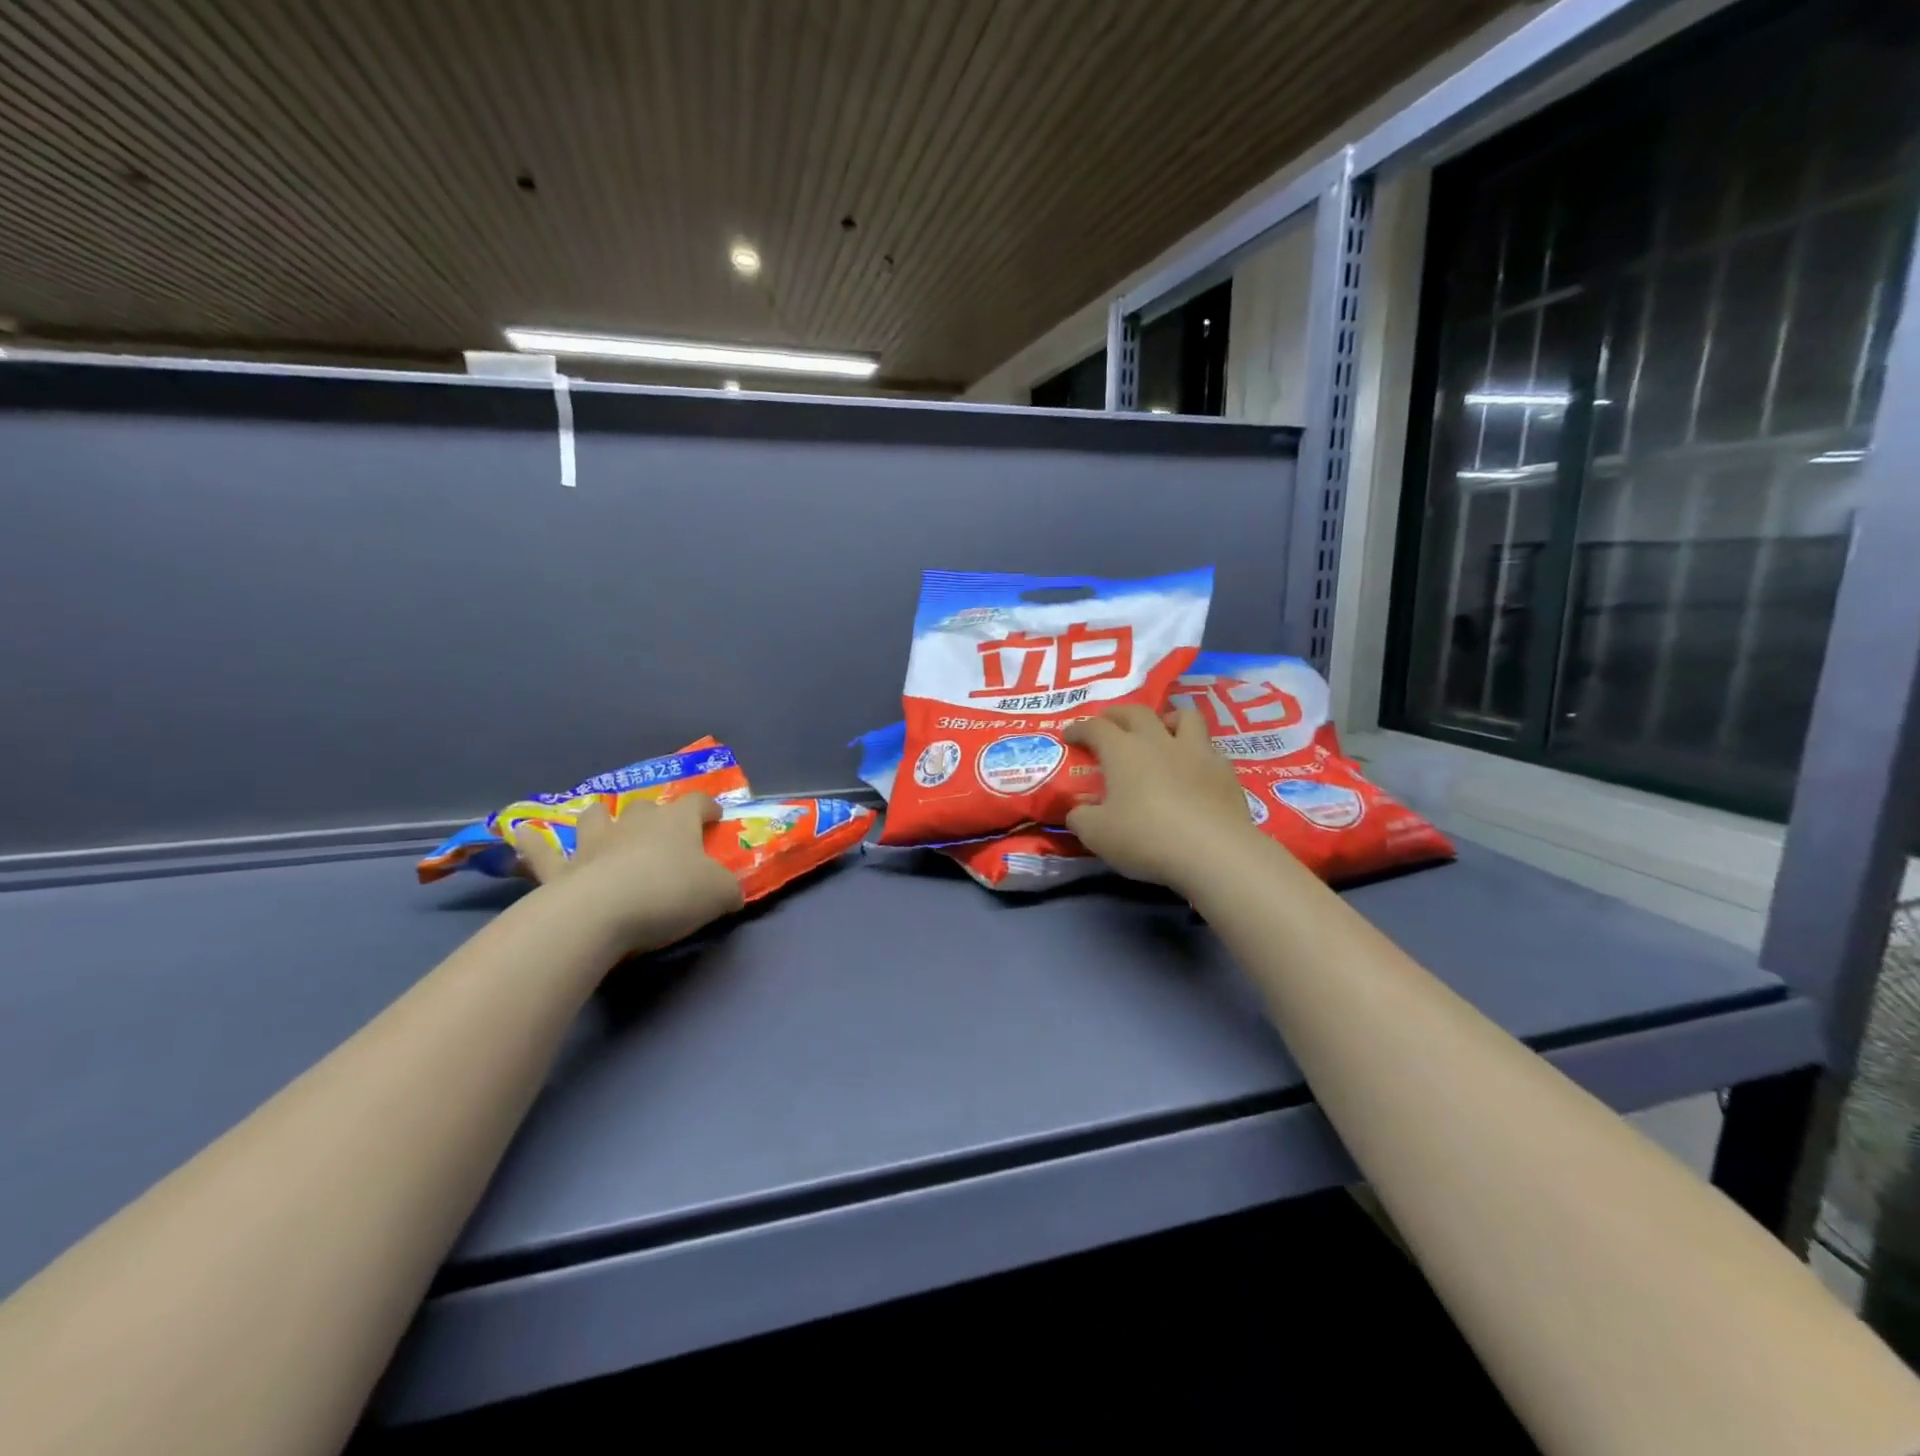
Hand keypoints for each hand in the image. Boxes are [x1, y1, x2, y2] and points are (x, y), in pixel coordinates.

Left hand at [510, 794, 744, 953]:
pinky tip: (519, 834)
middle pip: (645, 806)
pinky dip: (532, 843)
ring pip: (596, 816)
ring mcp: (594, 844)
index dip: (707, 807)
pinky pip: (542, 852)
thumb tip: (730, 893)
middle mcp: (634, 824)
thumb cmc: (669, 894)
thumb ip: (727, 889)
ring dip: (602, 817)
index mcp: (676, 822)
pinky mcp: (560, 870)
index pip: (696, 802)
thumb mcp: (719, 894)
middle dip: (654, 813)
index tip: (714, 816)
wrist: (601, 914)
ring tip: (603, 823)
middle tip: (661, 831)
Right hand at [1064, 704, 1266, 892]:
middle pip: (1137, 712)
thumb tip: (1077, 810)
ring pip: (1184, 717)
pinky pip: (1209, 748)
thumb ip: (1081, 818)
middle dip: (1118, 715)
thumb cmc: (1146, 837)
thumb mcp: (1097, 835)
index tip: (1070, 735)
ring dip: (1167, 719)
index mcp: (1123, 750)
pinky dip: (1196, 752)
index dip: (1079, 728)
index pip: (1095, 727)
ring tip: (1161, 732)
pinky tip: (1193, 769)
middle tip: (1110, 724)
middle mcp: (1159, 741)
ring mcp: (1196, 752)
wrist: (1214, 852)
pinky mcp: (1225, 771)